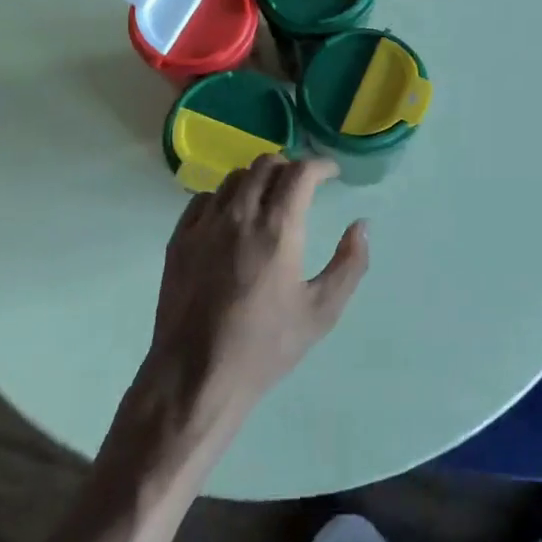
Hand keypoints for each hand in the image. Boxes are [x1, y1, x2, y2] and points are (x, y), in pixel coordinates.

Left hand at [136, 156, 369, 447]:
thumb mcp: (322, 312)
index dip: (320, 165)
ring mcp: (204, 225)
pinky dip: (226, 196)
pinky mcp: (179, 239)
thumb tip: (361, 225)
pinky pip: (204, 198)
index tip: (331, 174)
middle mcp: (239, 215)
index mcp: (278, 229)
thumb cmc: (265, 347)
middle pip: (265, 164)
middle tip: (302, 184)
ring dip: (258, 178)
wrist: (196, 377)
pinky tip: (232, 217)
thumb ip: (349, 264)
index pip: (300, 172)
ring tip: (269, 197)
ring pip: (234, 177)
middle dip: (290, 166)